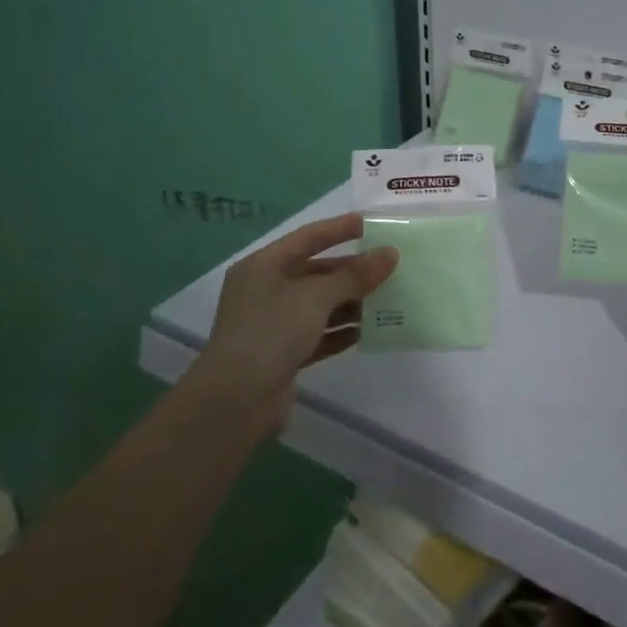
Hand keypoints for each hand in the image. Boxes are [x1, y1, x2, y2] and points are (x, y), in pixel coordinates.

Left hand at [191, 212, 398, 425]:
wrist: (236, 402)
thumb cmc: (272, 332)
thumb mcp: (316, 297)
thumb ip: (355, 275)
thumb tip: (390, 254)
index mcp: (264, 266)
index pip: (307, 238)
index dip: (339, 229)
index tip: (371, 224)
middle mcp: (265, 290)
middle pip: (315, 272)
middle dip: (351, 271)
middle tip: (389, 267)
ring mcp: (272, 324)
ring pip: (318, 305)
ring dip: (350, 302)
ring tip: (387, 298)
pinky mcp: (282, 355)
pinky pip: (317, 335)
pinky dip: (340, 331)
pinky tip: (367, 331)